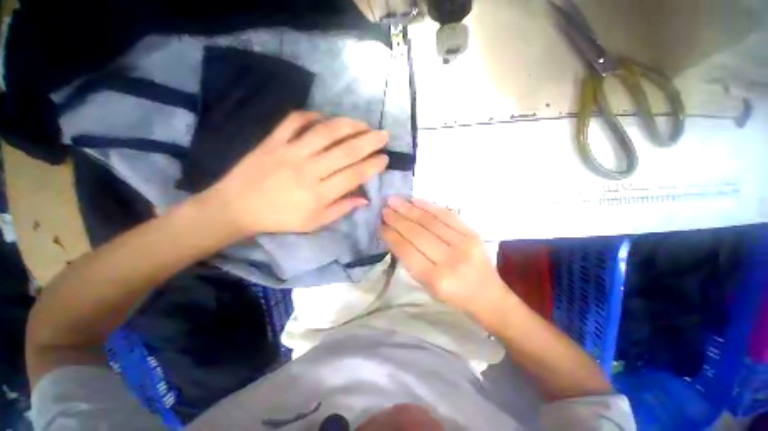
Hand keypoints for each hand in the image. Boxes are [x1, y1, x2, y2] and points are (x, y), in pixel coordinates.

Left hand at [206, 111, 388, 234]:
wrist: (236, 207)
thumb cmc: (280, 219)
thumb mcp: (314, 223)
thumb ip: (340, 209)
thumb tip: (364, 199)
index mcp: (319, 194)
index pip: (354, 175)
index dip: (372, 166)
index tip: (385, 158)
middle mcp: (308, 170)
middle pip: (345, 151)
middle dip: (369, 141)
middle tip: (384, 134)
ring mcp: (289, 152)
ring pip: (325, 132)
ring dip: (348, 125)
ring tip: (363, 124)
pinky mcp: (273, 140)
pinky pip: (294, 121)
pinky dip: (311, 116)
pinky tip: (324, 117)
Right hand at [380, 197, 511, 317]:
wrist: (488, 295)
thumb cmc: (453, 295)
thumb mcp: (427, 286)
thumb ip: (410, 261)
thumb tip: (394, 235)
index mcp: (435, 279)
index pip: (407, 251)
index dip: (391, 236)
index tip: (380, 226)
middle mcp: (450, 260)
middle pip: (417, 233)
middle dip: (397, 219)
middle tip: (384, 209)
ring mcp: (464, 244)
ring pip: (430, 221)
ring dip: (409, 209)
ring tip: (394, 201)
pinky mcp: (472, 233)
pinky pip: (447, 215)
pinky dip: (428, 206)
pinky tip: (414, 200)